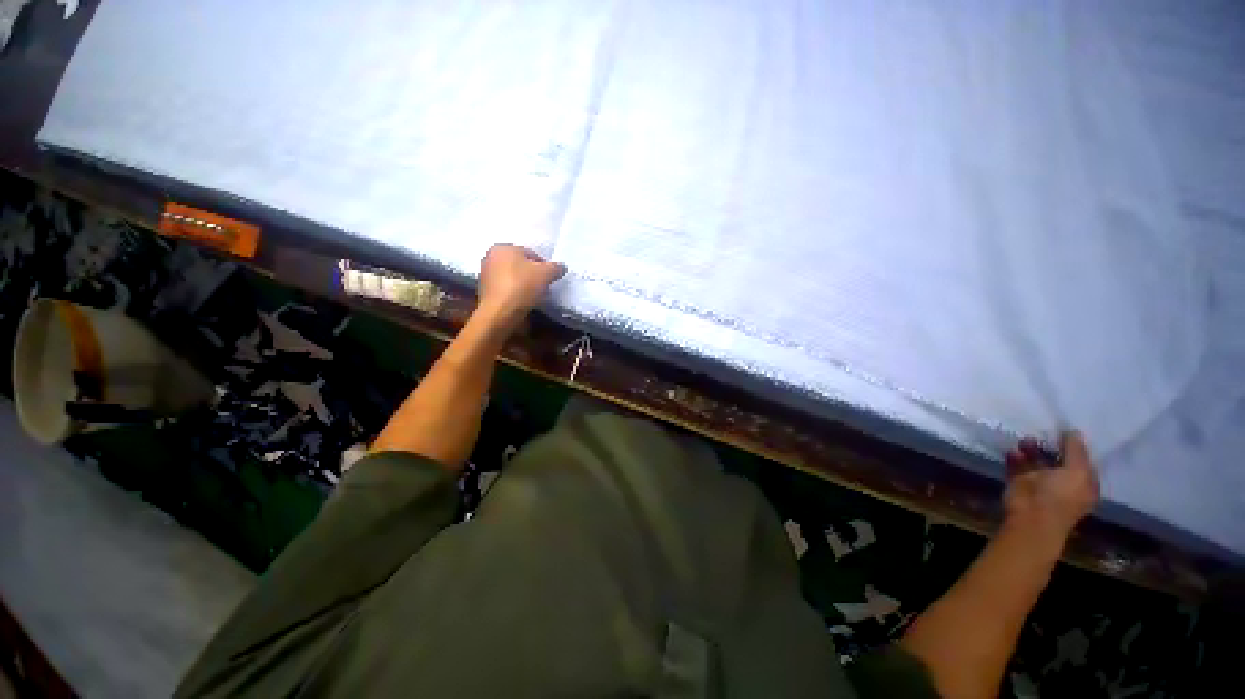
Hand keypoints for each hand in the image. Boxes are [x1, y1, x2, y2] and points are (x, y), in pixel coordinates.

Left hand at [477, 244, 566, 322]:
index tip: (549, 277)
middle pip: (518, 265)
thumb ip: (555, 267)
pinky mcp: (483, 292)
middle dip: (531, 274)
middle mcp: (489, 257)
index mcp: (502, 247)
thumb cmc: (521, 286)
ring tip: (533, 297)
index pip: (529, 253)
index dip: (542, 265)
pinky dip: (512, 293)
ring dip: (522, 284)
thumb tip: (561, 267)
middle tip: (543, 286)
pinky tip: (521, 303)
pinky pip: (503, 289)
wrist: (499, 314)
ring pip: (510, 277)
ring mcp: (484, 275)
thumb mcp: (546, 274)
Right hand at [1003, 431, 1099, 537]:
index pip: (1084, 460)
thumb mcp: (1079, 466)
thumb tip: (1071, 432)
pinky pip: (1019, 466)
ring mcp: (1041, 489)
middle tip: (1048, 431)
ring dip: (1033, 448)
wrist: (1030, 520)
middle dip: (1053, 444)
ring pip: (1039, 461)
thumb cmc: (1062, 496)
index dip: (1078, 445)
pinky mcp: (1020, 489)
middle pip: (1060, 459)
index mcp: (1083, 486)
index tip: (1070, 428)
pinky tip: (1014, 450)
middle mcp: (1063, 488)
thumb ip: (1077, 446)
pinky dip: (1016, 457)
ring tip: (1027, 440)